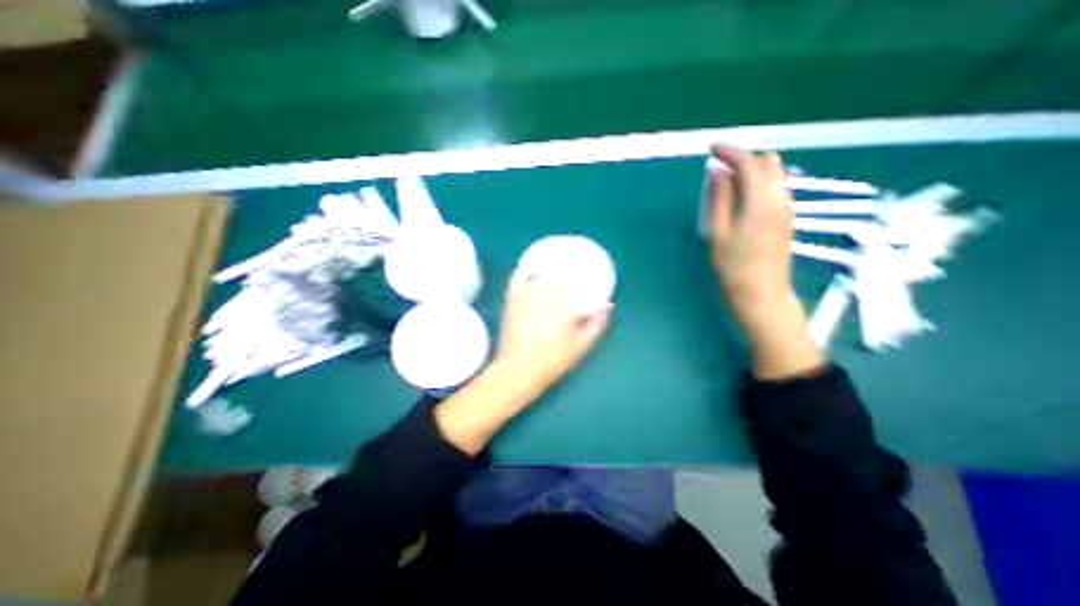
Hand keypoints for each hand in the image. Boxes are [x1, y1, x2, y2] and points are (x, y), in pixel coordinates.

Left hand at [492, 271, 609, 393]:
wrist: (518, 370)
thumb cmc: (552, 362)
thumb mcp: (579, 347)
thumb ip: (596, 324)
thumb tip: (608, 306)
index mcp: (563, 310)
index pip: (574, 281)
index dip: (581, 273)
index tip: (586, 270)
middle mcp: (544, 300)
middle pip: (557, 274)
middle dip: (565, 269)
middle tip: (570, 268)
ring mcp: (525, 299)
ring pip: (538, 274)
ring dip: (547, 269)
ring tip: (553, 269)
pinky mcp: (511, 302)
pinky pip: (517, 279)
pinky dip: (524, 272)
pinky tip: (530, 272)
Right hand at [715, 143, 822, 379]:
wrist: (761, 294)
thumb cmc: (733, 267)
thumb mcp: (717, 234)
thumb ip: (719, 199)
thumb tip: (717, 172)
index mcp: (761, 202)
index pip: (749, 163)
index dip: (730, 152)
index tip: (711, 148)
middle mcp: (781, 199)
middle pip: (768, 163)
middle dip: (743, 157)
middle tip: (718, 165)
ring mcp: (787, 209)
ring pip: (775, 174)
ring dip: (753, 169)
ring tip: (728, 179)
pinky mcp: (787, 218)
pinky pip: (777, 187)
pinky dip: (760, 181)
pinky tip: (744, 194)